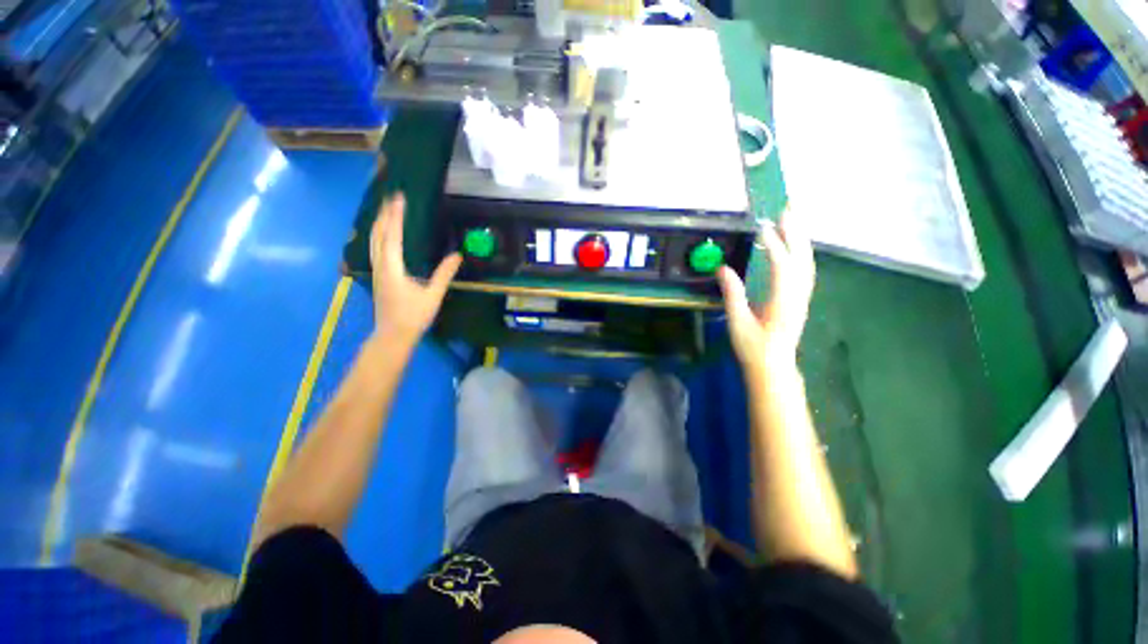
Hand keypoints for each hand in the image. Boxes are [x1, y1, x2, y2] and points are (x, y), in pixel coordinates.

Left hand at [370, 193, 462, 342]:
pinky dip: (379, 235)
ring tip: (387, 210)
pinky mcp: (378, 276)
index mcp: (393, 268)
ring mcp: (377, 271)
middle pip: (378, 234)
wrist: (393, 336)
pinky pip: (375, 249)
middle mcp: (380, 266)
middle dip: (384, 214)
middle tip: (392, 197)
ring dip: (380, 223)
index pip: (392, 236)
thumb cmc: (414, 317)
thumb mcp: (433, 296)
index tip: (399, 198)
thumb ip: (444, 274)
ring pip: (373, 241)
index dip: (395, 216)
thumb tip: (457, 255)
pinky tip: (384, 235)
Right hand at [717, 211, 815, 369]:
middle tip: (787, 208)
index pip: (782, 267)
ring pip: (806, 262)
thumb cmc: (753, 348)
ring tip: (792, 218)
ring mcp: (802, 296)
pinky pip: (804, 269)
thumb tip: (722, 268)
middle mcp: (797, 296)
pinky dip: (799, 251)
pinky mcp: (800, 298)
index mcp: (782, 303)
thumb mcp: (737, 322)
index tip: (763, 227)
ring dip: (799, 238)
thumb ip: (732, 294)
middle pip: (801, 258)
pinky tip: (793, 243)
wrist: (774, 366)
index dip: (774, 246)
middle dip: (795, 232)